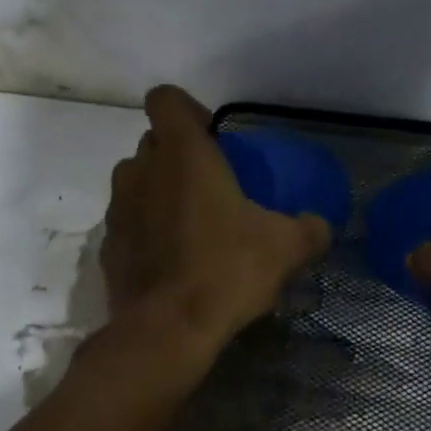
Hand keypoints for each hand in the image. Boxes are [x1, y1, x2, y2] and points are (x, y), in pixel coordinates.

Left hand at [101, 86, 330, 357]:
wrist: (168, 331)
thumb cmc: (227, 270)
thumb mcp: (286, 248)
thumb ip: (310, 229)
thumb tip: (323, 226)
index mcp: (184, 155)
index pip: (165, 99)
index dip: (187, 109)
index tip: (213, 137)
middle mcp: (143, 171)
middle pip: (153, 142)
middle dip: (178, 154)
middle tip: (212, 183)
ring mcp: (118, 209)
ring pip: (136, 180)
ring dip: (158, 189)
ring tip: (190, 220)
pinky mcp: (108, 246)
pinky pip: (128, 222)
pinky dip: (146, 229)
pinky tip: (172, 258)